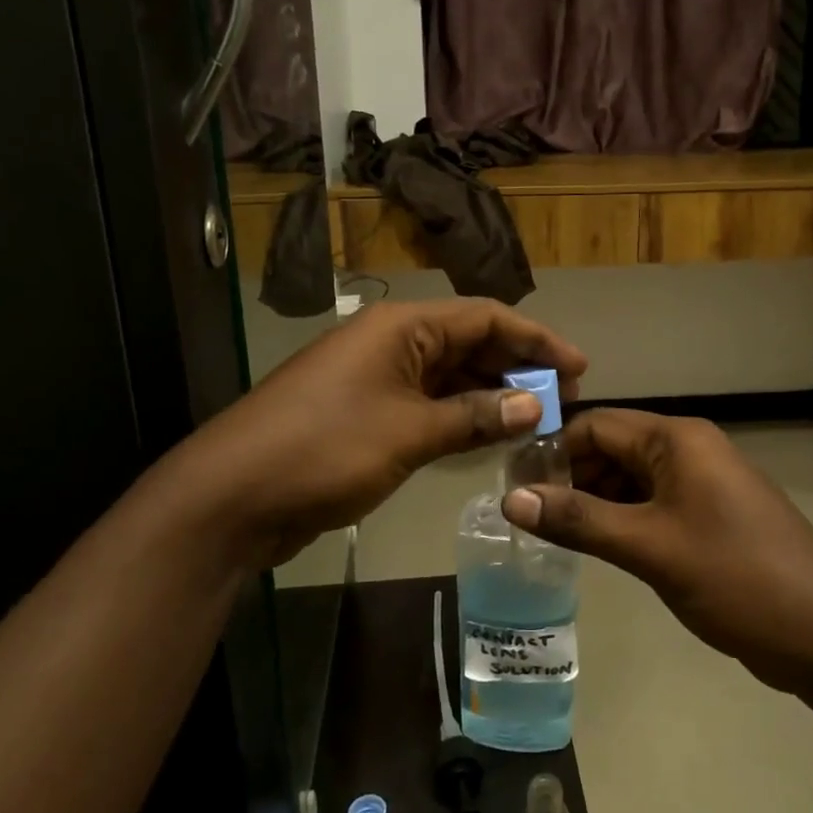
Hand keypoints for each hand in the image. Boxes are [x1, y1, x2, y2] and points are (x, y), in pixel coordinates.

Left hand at [170, 299, 584, 570]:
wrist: (234, 496)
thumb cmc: (326, 449)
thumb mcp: (410, 432)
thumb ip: (476, 416)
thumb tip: (537, 404)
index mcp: (402, 327)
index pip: (485, 317)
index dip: (536, 340)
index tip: (578, 369)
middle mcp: (392, 342)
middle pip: (469, 343)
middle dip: (517, 368)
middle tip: (564, 400)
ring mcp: (376, 378)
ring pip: (450, 376)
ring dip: (492, 396)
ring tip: (538, 421)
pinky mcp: (366, 413)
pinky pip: (427, 404)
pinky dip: (460, 417)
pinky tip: (489, 437)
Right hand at [501, 409, 812, 695]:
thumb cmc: (735, 576)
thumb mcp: (649, 548)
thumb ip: (579, 520)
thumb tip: (511, 499)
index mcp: (676, 439)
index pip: (596, 425)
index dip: (552, 450)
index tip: (512, 485)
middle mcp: (688, 449)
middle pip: (612, 447)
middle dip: (569, 476)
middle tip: (525, 514)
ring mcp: (701, 483)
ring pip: (630, 478)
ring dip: (592, 499)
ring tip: (550, 532)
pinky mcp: (708, 515)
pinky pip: (651, 503)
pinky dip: (619, 518)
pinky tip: (592, 544)